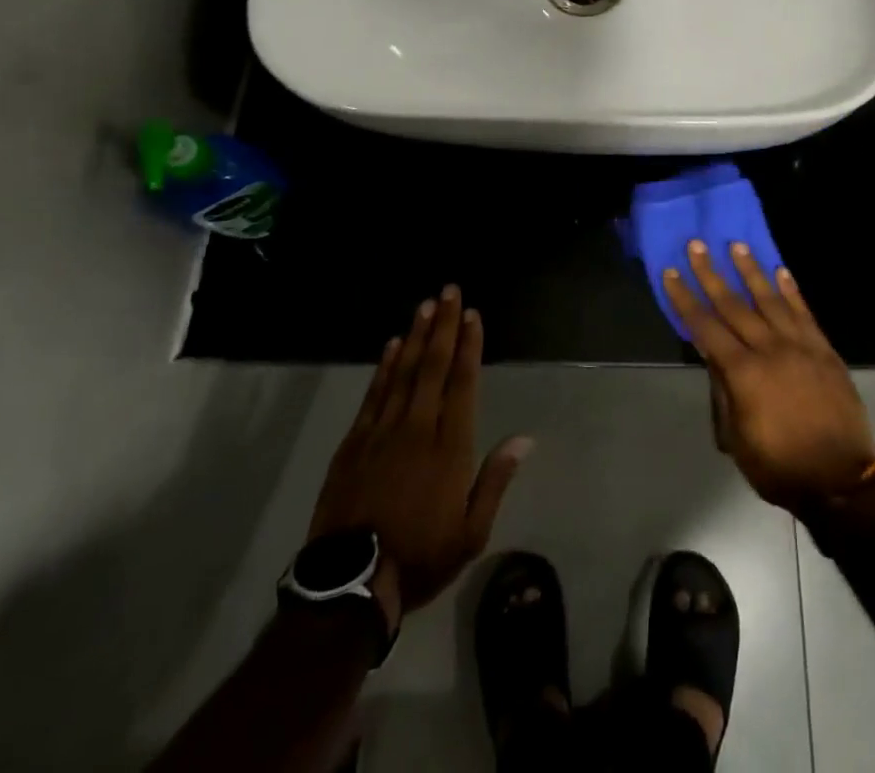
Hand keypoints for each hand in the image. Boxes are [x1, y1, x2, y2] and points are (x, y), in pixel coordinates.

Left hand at [308, 286, 531, 626]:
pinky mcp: (354, 442)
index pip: (462, 383)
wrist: (350, 584)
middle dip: (444, 326)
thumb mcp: (471, 533)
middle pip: (433, 366)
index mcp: (450, 447)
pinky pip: (374, 393)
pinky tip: (392, 344)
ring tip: (426, 305)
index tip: (472, 315)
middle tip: (449, 290)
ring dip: (416, 336)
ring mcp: (382, 432)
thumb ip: (495, 480)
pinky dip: (384, 365)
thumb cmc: (420, 558)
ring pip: (402, 372)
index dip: (469, 346)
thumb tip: (524, 439)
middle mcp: (418, 428)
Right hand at [663, 242, 874, 509]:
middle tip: (697, 244)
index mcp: (743, 373)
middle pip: (733, 304)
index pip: (705, 327)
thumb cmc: (779, 467)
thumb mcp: (737, 439)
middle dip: (711, 273)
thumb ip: (724, 393)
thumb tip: (713, 357)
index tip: (671, 272)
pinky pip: (804, 312)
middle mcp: (769, 349)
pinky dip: (792, 290)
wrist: (841, 481)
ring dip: (751, 270)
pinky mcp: (824, 350)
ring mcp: (800, 346)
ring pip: (770, 299)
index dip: (685, 299)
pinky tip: (781, 271)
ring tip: (736, 245)